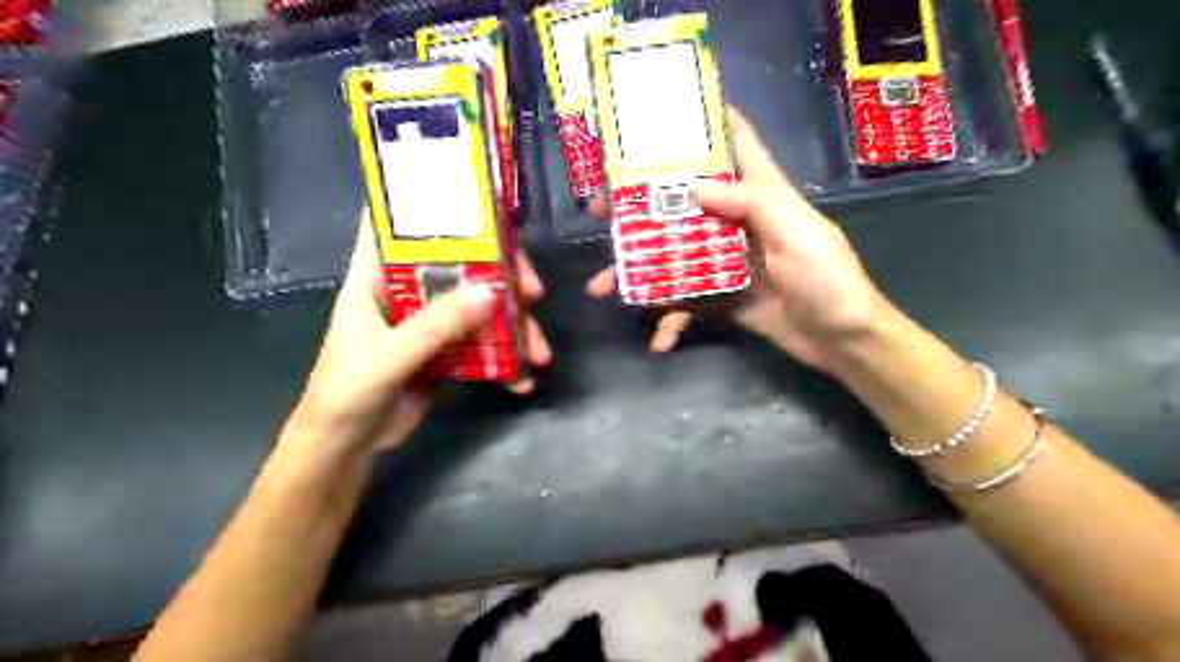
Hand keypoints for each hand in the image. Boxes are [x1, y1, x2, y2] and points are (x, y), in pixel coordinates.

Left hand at [282, 219, 552, 458]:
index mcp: (375, 276)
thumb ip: (437, 325)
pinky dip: (506, 357)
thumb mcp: (389, 356)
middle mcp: (405, 291)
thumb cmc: (347, 393)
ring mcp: (429, 322)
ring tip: (538, 353)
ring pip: (479, 305)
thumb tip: (493, 291)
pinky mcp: (446, 351)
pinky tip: (522, 378)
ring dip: (513, 324)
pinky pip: (482, 342)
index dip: (430, 204)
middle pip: (459, 263)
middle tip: (533, 292)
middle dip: (501, 274)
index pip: (397, 224)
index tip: (477, 200)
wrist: (347, 448)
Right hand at [585, 112, 890, 375]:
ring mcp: (725, 262)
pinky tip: (657, 340)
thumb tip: (693, 186)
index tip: (661, 114)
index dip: (705, 121)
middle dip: (642, 206)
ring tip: (602, 287)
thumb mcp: (796, 234)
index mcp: (761, 195)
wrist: (842, 341)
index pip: (735, 144)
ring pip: (673, 256)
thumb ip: (750, 204)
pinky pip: (687, 303)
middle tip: (601, 213)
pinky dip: (671, 320)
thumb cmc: (827, 280)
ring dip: (639, 272)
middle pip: (683, 204)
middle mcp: (737, 222)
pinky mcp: (722, 297)